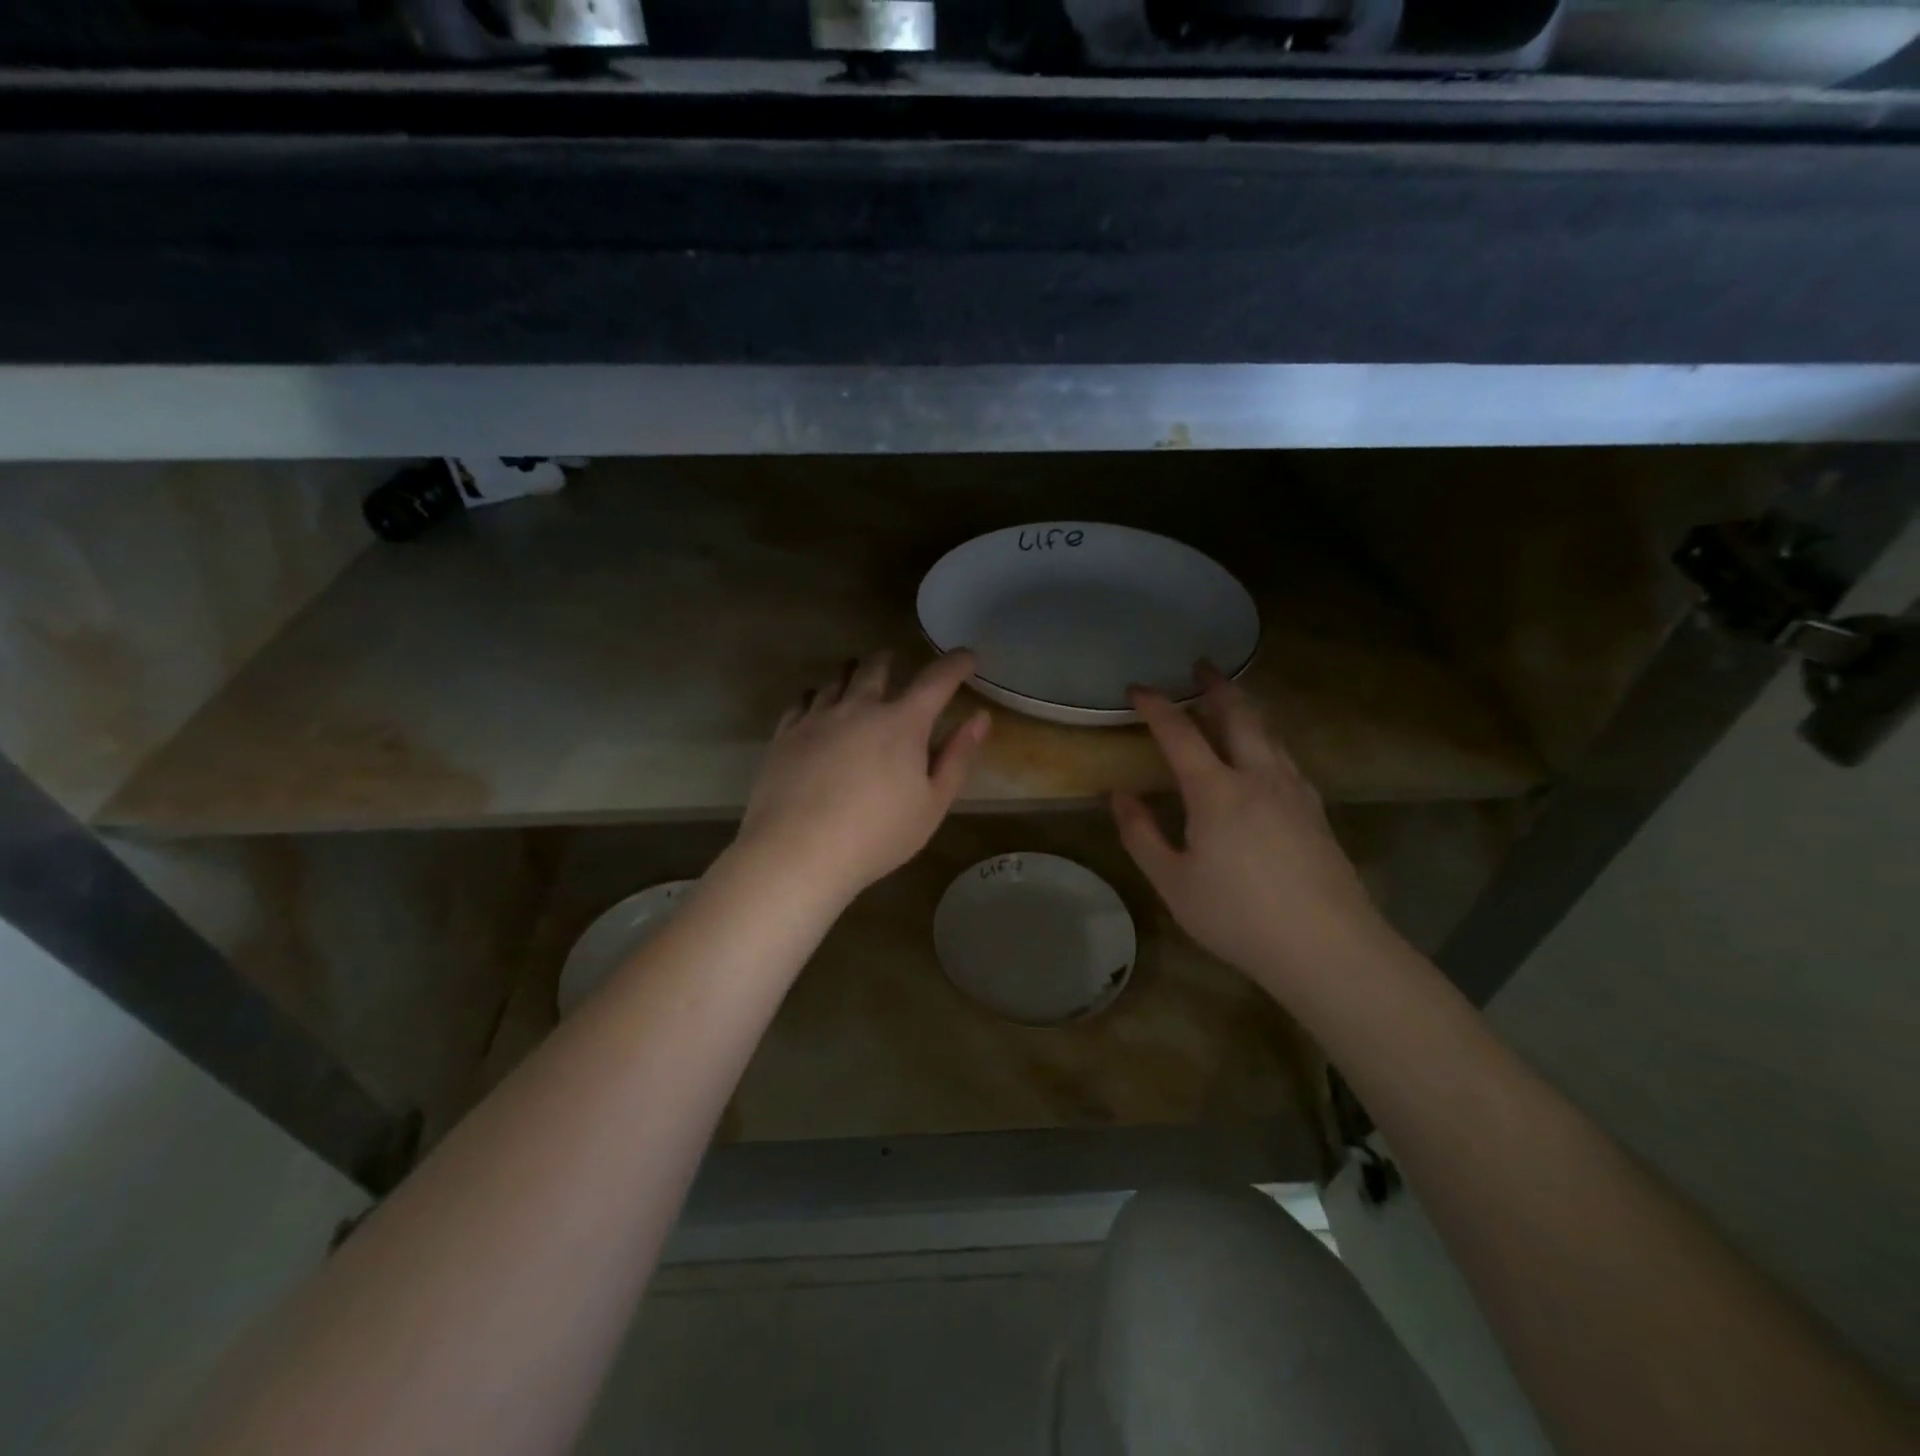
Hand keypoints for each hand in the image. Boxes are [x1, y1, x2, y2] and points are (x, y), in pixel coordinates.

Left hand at [736, 650, 990, 904]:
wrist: (797, 851)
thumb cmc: (876, 835)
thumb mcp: (932, 804)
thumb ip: (958, 758)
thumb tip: (980, 718)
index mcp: (902, 723)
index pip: (937, 679)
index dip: (956, 664)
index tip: (966, 656)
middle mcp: (859, 707)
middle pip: (875, 668)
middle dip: (889, 660)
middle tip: (894, 660)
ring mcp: (817, 718)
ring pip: (836, 680)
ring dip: (850, 674)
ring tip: (853, 676)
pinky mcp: (786, 734)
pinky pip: (802, 701)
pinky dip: (816, 696)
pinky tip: (814, 706)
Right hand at [1111, 664, 1393, 992]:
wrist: (1328, 947)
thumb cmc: (1238, 916)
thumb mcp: (1173, 882)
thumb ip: (1141, 834)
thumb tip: (1119, 795)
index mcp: (1217, 791)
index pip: (1180, 734)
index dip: (1156, 707)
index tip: (1137, 688)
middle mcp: (1259, 777)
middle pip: (1238, 716)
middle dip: (1216, 687)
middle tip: (1202, 665)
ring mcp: (1294, 791)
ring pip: (1269, 733)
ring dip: (1245, 709)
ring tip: (1231, 700)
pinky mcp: (1316, 810)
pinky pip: (1285, 757)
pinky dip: (1266, 739)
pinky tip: (1265, 755)